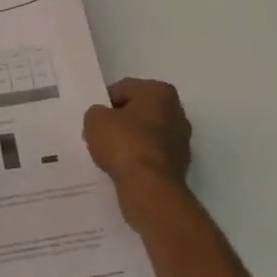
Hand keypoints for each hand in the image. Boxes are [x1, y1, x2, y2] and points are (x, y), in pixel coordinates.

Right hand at [84, 77, 191, 223]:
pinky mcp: (180, 165)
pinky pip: (151, 156)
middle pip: (139, 111)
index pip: (124, 88)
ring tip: (110, 154)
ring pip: (147, 134)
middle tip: (100, 135)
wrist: (149, 188)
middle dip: (121, 121)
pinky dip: (139, 160)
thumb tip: (103, 118)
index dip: (105, 102)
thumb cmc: (124, 143)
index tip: (94, 119)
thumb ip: (96, 113)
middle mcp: (177, 112)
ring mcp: (182, 140)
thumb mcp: (95, 120)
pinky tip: (124, 168)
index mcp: (160, 92)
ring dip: (130, 141)